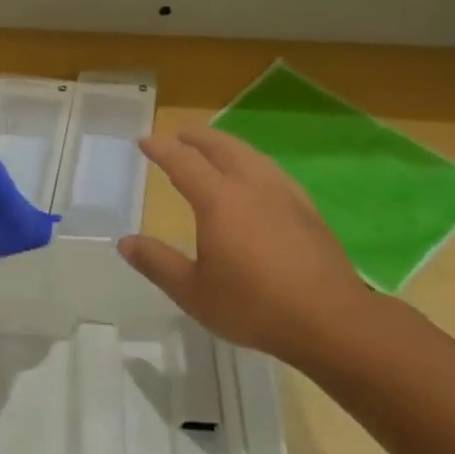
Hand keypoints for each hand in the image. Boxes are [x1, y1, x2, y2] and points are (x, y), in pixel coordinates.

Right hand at [118, 127, 376, 365]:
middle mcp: (252, 186)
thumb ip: (157, 263)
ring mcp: (285, 195)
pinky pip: (272, 171)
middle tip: (178, 134)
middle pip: (222, 148)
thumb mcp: (192, 290)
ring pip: (251, 155)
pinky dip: (252, 162)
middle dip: (197, 137)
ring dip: (227, 145)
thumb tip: (125, 242)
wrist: (329, 320)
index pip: (183, 162)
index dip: (161, 149)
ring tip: (214, 148)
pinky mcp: (307, 210)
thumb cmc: (252, 305)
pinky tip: (256, 178)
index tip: (144, 141)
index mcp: (219, 200)